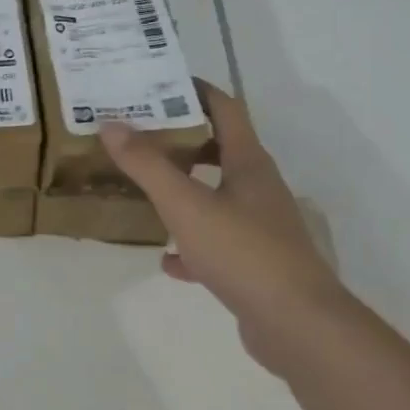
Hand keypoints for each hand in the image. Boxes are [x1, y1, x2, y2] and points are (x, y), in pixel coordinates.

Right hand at [100, 81, 341, 370]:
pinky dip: (191, 245)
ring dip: (185, 189)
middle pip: (218, 150)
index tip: (159, 83)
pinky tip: (167, 260)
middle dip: (181, 140)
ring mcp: (260, 227)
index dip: (195, 90)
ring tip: (146, 188)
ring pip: (217, 196)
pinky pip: (216, 244)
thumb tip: (111, 125)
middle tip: (139, 135)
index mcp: (247, 162)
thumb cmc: (242, 251)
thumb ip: (147, 165)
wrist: (298, 326)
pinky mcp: (256, 264)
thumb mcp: (185, 204)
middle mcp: (258, 187)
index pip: (224, 108)